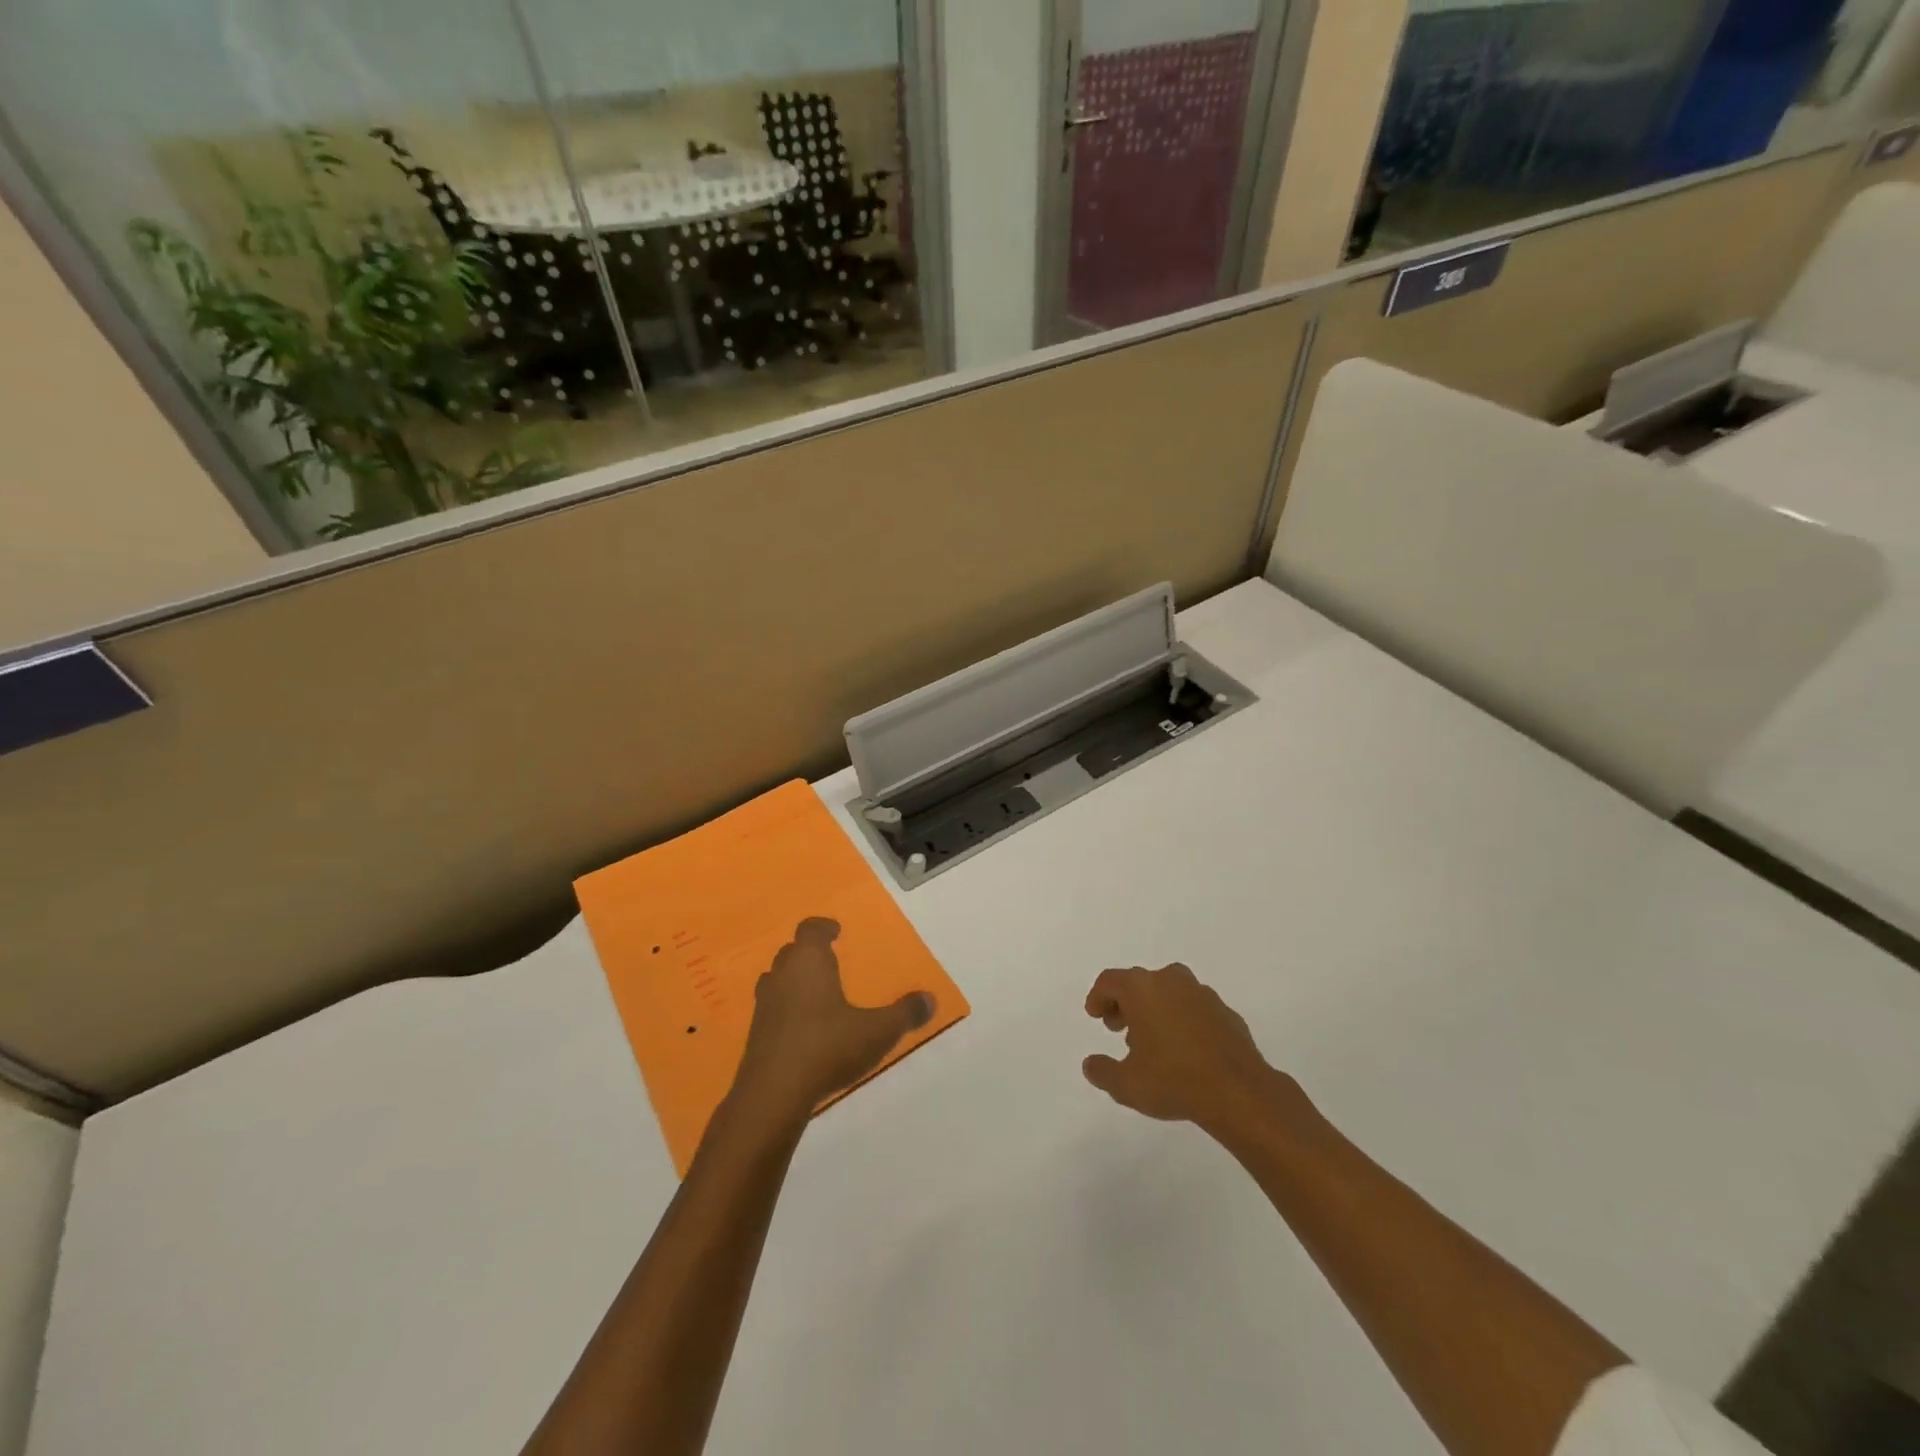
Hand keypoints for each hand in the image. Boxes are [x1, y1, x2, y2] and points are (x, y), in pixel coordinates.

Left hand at [733, 918, 933, 1121]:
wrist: (773, 1094)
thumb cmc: (827, 1047)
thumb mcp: (877, 1031)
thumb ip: (904, 1014)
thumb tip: (930, 998)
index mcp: (809, 962)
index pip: (810, 930)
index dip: (823, 927)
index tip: (835, 930)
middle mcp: (782, 975)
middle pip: (792, 952)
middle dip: (810, 953)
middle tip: (829, 960)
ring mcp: (765, 1005)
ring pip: (778, 979)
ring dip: (794, 981)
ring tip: (817, 992)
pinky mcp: (756, 1034)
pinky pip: (773, 1009)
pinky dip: (786, 1009)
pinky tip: (804, 1028)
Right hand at [1082, 964, 1283, 1133]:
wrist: (1240, 1093)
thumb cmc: (1174, 1081)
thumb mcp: (1126, 1085)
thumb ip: (1102, 1071)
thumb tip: (1091, 1064)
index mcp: (1142, 988)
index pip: (1110, 981)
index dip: (1098, 997)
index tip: (1095, 1015)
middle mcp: (1170, 981)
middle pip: (1138, 983)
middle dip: (1124, 1003)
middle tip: (1117, 1027)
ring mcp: (1201, 993)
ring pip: (1167, 992)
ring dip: (1153, 1010)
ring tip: (1150, 1042)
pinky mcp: (1225, 1011)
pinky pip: (1192, 1007)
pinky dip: (1181, 1019)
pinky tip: (1182, 1048)